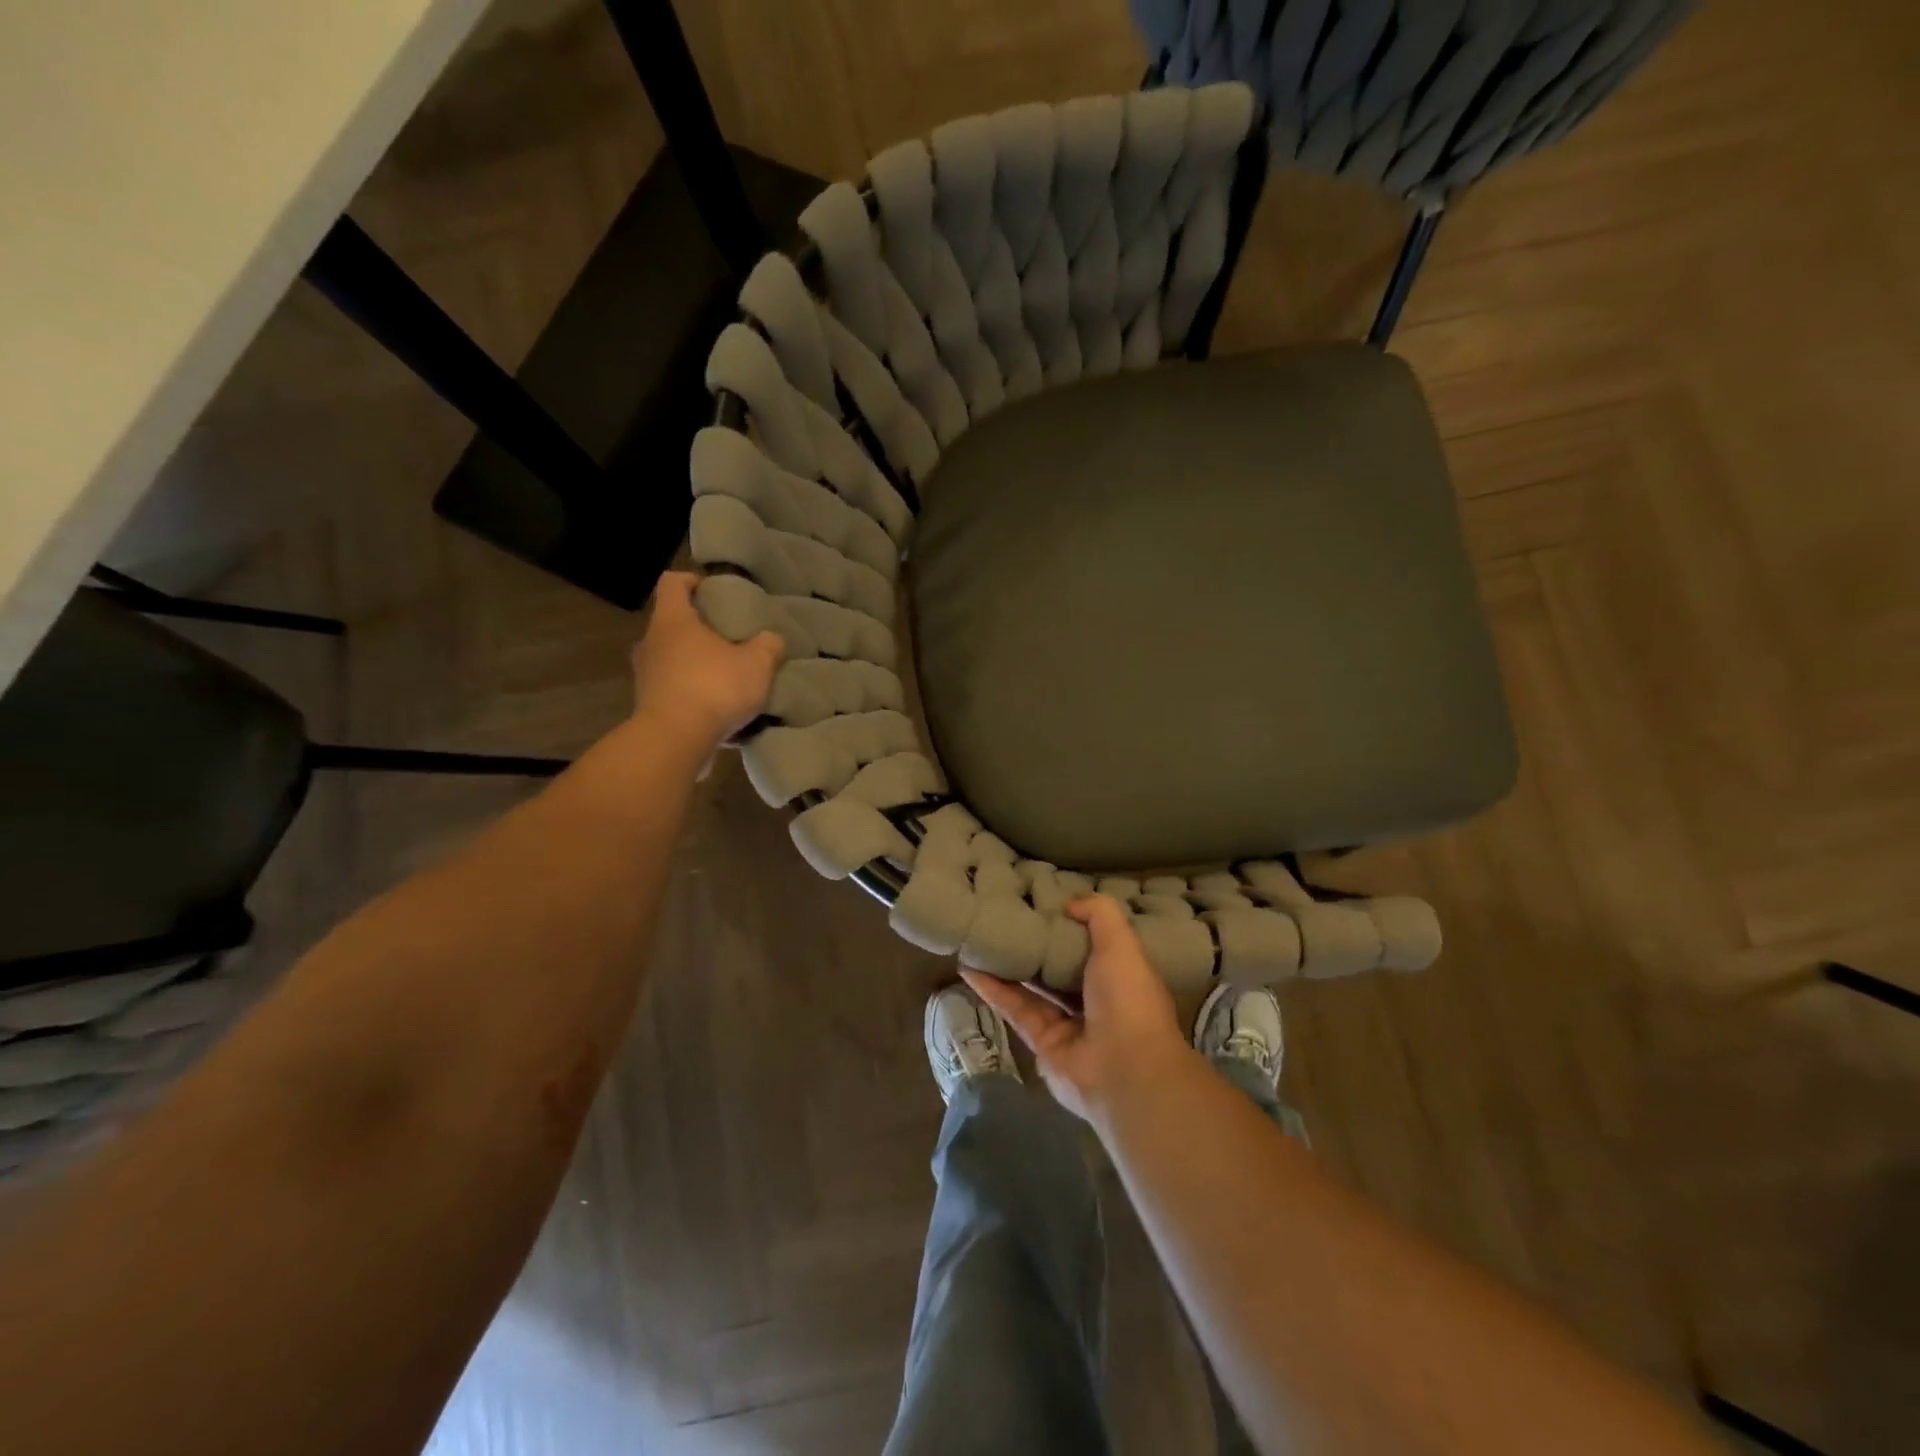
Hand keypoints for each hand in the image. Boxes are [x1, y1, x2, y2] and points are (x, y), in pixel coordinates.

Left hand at [630, 571, 782, 756]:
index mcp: (673, 621)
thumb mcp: (757, 663)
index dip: (692, 580)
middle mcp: (651, 643)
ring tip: (725, 673)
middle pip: (671, 623)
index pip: (673, 583)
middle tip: (727, 635)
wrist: (675, 741)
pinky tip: (717, 707)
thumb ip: (768, 645)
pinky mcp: (649, 706)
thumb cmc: (714, 688)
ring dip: (694, 662)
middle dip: (698, 626)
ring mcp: (646, 676)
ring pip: (671, 658)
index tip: (713, 588)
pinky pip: (673, 690)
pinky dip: (692, 692)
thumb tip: (772, 638)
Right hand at [964, 896, 1194, 1127]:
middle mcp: (1096, 998)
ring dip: (1007, 965)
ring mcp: (1068, 1023)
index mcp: (1120, 974)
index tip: (1042, 901)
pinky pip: (1016, 1009)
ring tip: (979, 938)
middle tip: (1003, 917)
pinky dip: (993, 989)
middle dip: (1035, 944)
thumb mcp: (1121, 943)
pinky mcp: (1041, 1042)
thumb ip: (1099, 914)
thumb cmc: (1128, 998)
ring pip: (1033, 987)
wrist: (1125, 1071)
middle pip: (1059, 965)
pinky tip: (970, 969)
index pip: (1094, 943)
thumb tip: (1069, 904)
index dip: (1070, 923)